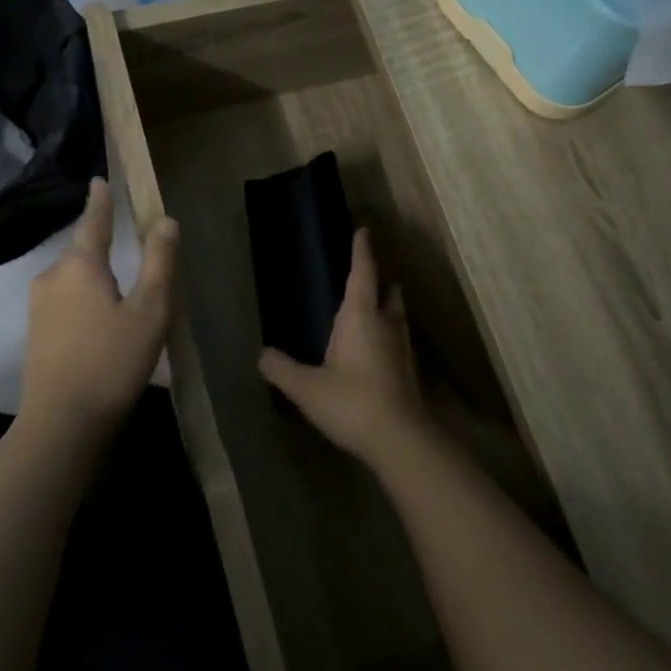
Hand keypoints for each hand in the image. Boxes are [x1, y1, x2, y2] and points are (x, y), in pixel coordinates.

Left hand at [20, 178, 177, 437]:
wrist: (62, 423)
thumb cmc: (112, 361)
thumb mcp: (150, 310)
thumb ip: (159, 261)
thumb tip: (165, 220)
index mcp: (80, 265)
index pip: (93, 221)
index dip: (100, 200)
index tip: (99, 179)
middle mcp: (52, 276)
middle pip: (82, 251)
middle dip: (102, 246)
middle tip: (130, 253)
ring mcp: (38, 305)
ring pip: (72, 278)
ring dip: (93, 278)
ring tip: (121, 295)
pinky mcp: (35, 332)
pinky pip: (64, 300)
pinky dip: (83, 299)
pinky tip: (100, 322)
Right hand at [258, 230, 430, 464]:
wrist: (400, 440)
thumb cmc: (351, 402)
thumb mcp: (306, 388)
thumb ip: (282, 369)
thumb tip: (262, 355)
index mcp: (361, 317)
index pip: (362, 273)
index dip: (362, 251)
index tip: (363, 230)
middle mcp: (386, 325)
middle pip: (389, 293)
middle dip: (382, 281)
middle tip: (371, 275)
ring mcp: (401, 350)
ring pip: (398, 318)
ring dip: (389, 308)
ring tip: (376, 309)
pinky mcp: (408, 373)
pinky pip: (398, 342)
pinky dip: (389, 336)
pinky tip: (378, 351)